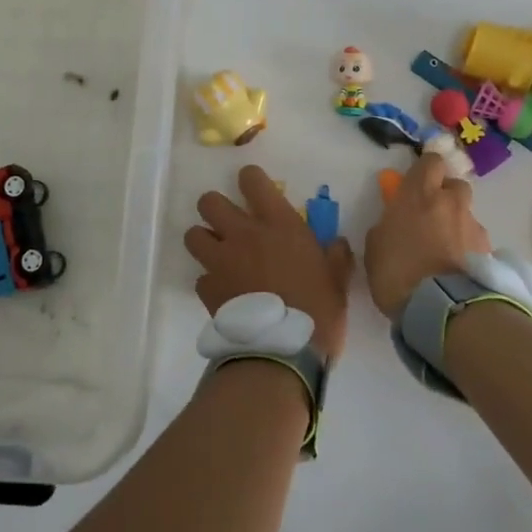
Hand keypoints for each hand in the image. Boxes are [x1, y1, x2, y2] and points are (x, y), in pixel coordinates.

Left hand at [185, 165, 353, 359]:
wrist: (283, 352)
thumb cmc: (318, 311)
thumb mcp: (338, 280)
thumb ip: (336, 256)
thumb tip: (336, 244)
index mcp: (278, 224)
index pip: (252, 180)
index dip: (250, 180)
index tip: (254, 189)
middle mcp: (244, 234)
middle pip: (209, 201)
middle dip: (216, 208)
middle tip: (230, 224)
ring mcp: (221, 261)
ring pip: (193, 234)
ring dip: (204, 241)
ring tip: (219, 255)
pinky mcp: (207, 289)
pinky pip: (200, 277)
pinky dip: (209, 282)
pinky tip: (224, 293)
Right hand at [364, 154, 490, 319]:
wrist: (442, 309)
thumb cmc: (397, 272)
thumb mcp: (375, 246)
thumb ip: (387, 225)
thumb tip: (394, 221)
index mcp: (419, 193)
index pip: (431, 161)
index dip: (425, 170)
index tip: (417, 183)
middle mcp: (450, 201)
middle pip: (455, 184)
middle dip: (445, 195)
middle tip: (431, 216)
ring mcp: (473, 225)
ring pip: (466, 213)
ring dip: (457, 223)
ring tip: (446, 250)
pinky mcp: (489, 250)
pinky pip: (476, 240)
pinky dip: (468, 248)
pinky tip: (457, 269)